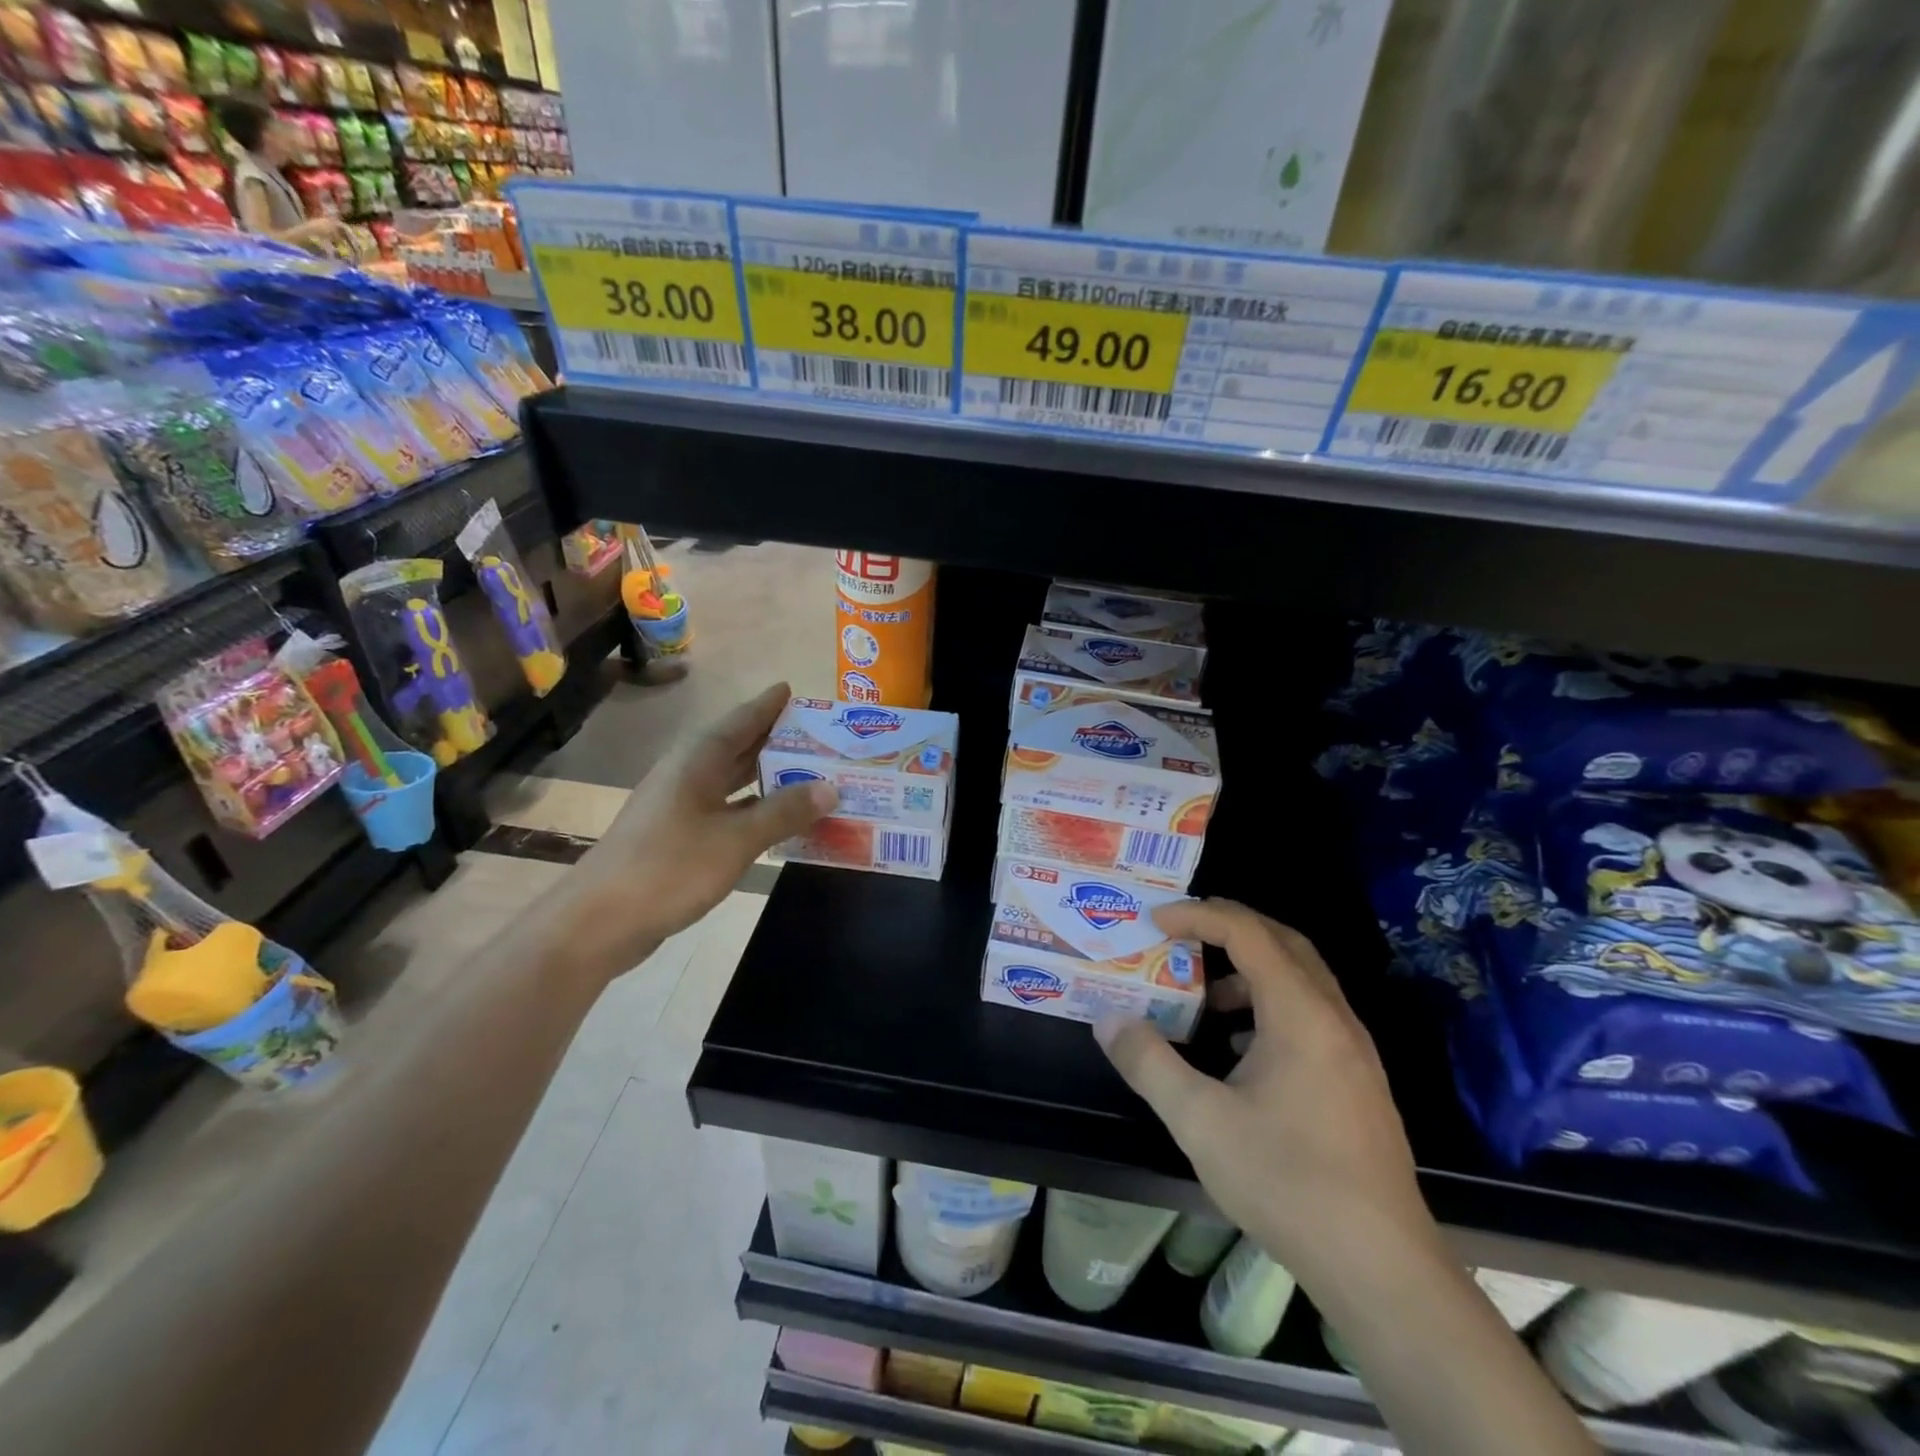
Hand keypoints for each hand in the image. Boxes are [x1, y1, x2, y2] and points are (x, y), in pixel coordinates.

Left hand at [556, 682, 835, 971]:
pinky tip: (777, 820)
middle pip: (737, 747)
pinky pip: (726, 810)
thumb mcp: (737, 839)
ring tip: (808, 772)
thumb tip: (831, 787)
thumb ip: (784, 812)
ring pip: (731, 780)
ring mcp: (679, 806)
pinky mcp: (677, 836)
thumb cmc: (670, 868)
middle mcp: (687, 774)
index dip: (767, 705)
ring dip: (766, 776)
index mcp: (698, 760)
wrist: (599, 921)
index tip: (793, 689)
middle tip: (818, 734)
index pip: (740, 721)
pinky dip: (753, 809)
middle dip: (774, 739)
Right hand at [1094, 899, 1432, 1279]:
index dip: (1198, 916)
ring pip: (1299, 980)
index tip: (1155, 922)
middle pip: (1282, 942)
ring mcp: (1351, 1050)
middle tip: (1179, 935)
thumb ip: (1149, 1063)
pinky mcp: (1356, 1081)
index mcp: (1301, 1012)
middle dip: (1227, 928)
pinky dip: (1267, 1007)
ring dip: (1249, 971)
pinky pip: (1308, 1015)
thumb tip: (1109, 1020)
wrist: (1382, 1268)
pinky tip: (1238, 1050)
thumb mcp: (1200, 1122)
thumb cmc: (1288, 1182)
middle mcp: (1333, 1017)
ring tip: (1203, 998)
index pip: (1247, 932)